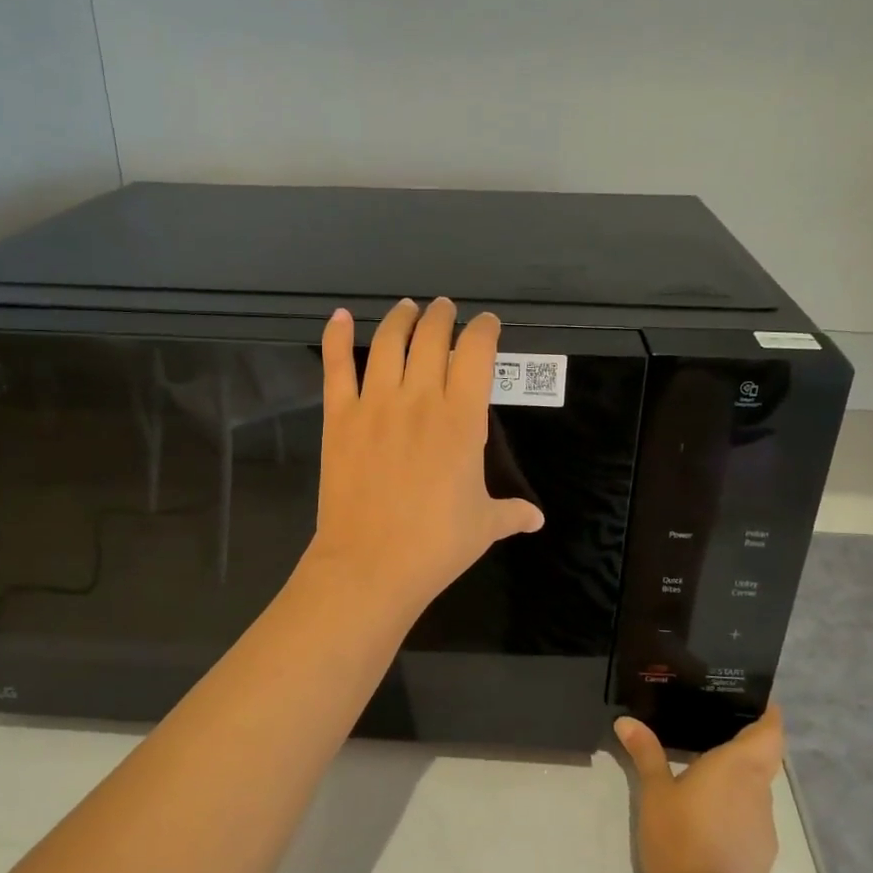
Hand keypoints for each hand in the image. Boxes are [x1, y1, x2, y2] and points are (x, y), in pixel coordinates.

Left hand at [306, 298, 543, 619]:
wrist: (371, 564)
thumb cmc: (436, 545)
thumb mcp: (484, 526)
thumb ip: (511, 512)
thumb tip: (536, 518)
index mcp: (462, 419)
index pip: (477, 353)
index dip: (484, 330)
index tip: (486, 325)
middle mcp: (420, 399)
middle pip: (432, 337)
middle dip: (442, 317)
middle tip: (444, 310)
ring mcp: (375, 404)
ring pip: (388, 342)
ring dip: (401, 318)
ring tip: (407, 308)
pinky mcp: (339, 418)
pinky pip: (337, 368)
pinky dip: (337, 338)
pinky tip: (341, 317)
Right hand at [616, 707, 784, 872]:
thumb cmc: (680, 835)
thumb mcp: (654, 792)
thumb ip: (645, 754)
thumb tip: (626, 721)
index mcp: (738, 765)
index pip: (770, 731)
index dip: (769, 715)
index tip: (759, 703)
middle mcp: (759, 790)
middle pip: (765, 759)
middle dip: (748, 747)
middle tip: (718, 735)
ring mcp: (764, 825)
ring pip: (757, 791)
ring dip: (739, 784)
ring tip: (708, 780)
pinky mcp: (763, 856)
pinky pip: (752, 821)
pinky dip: (736, 814)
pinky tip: (710, 823)